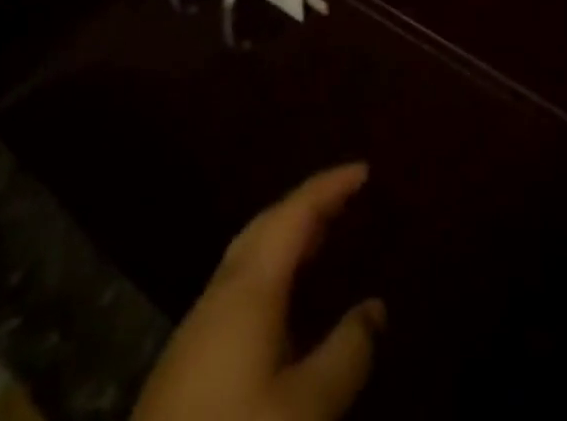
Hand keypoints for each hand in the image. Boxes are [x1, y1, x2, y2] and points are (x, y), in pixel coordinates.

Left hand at [131, 164, 386, 420]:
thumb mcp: (306, 408)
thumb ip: (346, 353)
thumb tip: (376, 307)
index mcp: (250, 286)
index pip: (295, 212)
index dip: (330, 186)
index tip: (364, 169)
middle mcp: (222, 290)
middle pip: (267, 224)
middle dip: (307, 203)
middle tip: (346, 196)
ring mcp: (200, 323)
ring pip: (250, 254)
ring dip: (287, 235)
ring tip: (324, 236)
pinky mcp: (189, 357)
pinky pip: (240, 283)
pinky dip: (273, 267)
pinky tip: (286, 299)